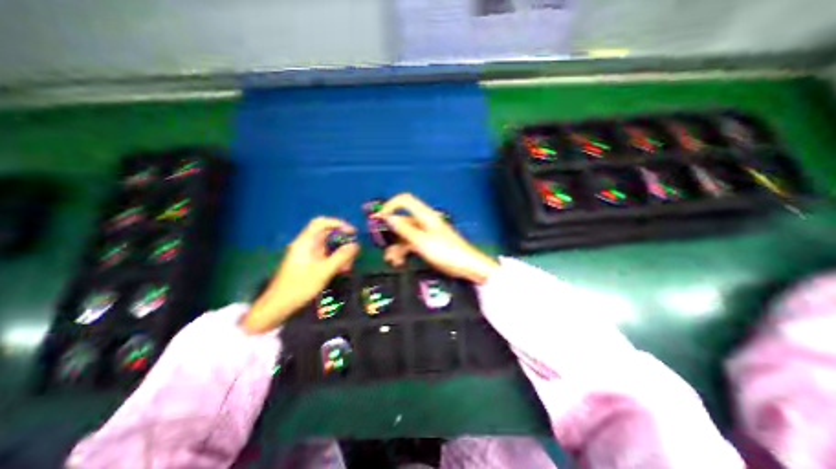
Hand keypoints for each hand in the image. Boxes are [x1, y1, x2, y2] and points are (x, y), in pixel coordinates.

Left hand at [240, 219, 361, 332]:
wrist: (279, 305)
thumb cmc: (300, 286)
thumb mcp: (324, 271)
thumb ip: (341, 257)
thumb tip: (356, 245)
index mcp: (306, 242)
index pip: (321, 223)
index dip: (338, 223)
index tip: (352, 232)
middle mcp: (307, 245)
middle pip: (328, 235)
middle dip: (343, 243)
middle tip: (352, 254)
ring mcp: (308, 254)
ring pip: (329, 247)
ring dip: (341, 254)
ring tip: (347, 267)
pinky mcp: (310, 263)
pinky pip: (326, 256)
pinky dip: (336, 260)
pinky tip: (341, 271)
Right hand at [378, 192, 494, 284]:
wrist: (466, 265)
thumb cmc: (445, 251)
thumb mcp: (421, 241)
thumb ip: (404, 229)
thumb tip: (389, 218)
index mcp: (424, 215)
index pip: (405, 201)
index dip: (390, 205)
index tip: (378, 218)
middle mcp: (423, 221)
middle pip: (402, 221)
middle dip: (391, 232)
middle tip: (380, 244)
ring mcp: (425, 233)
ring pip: (405, 235)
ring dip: (396, 246)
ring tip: (391, 259)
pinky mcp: (427, 243)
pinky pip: (411, 244)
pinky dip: (404, 251)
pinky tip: (399, 262)